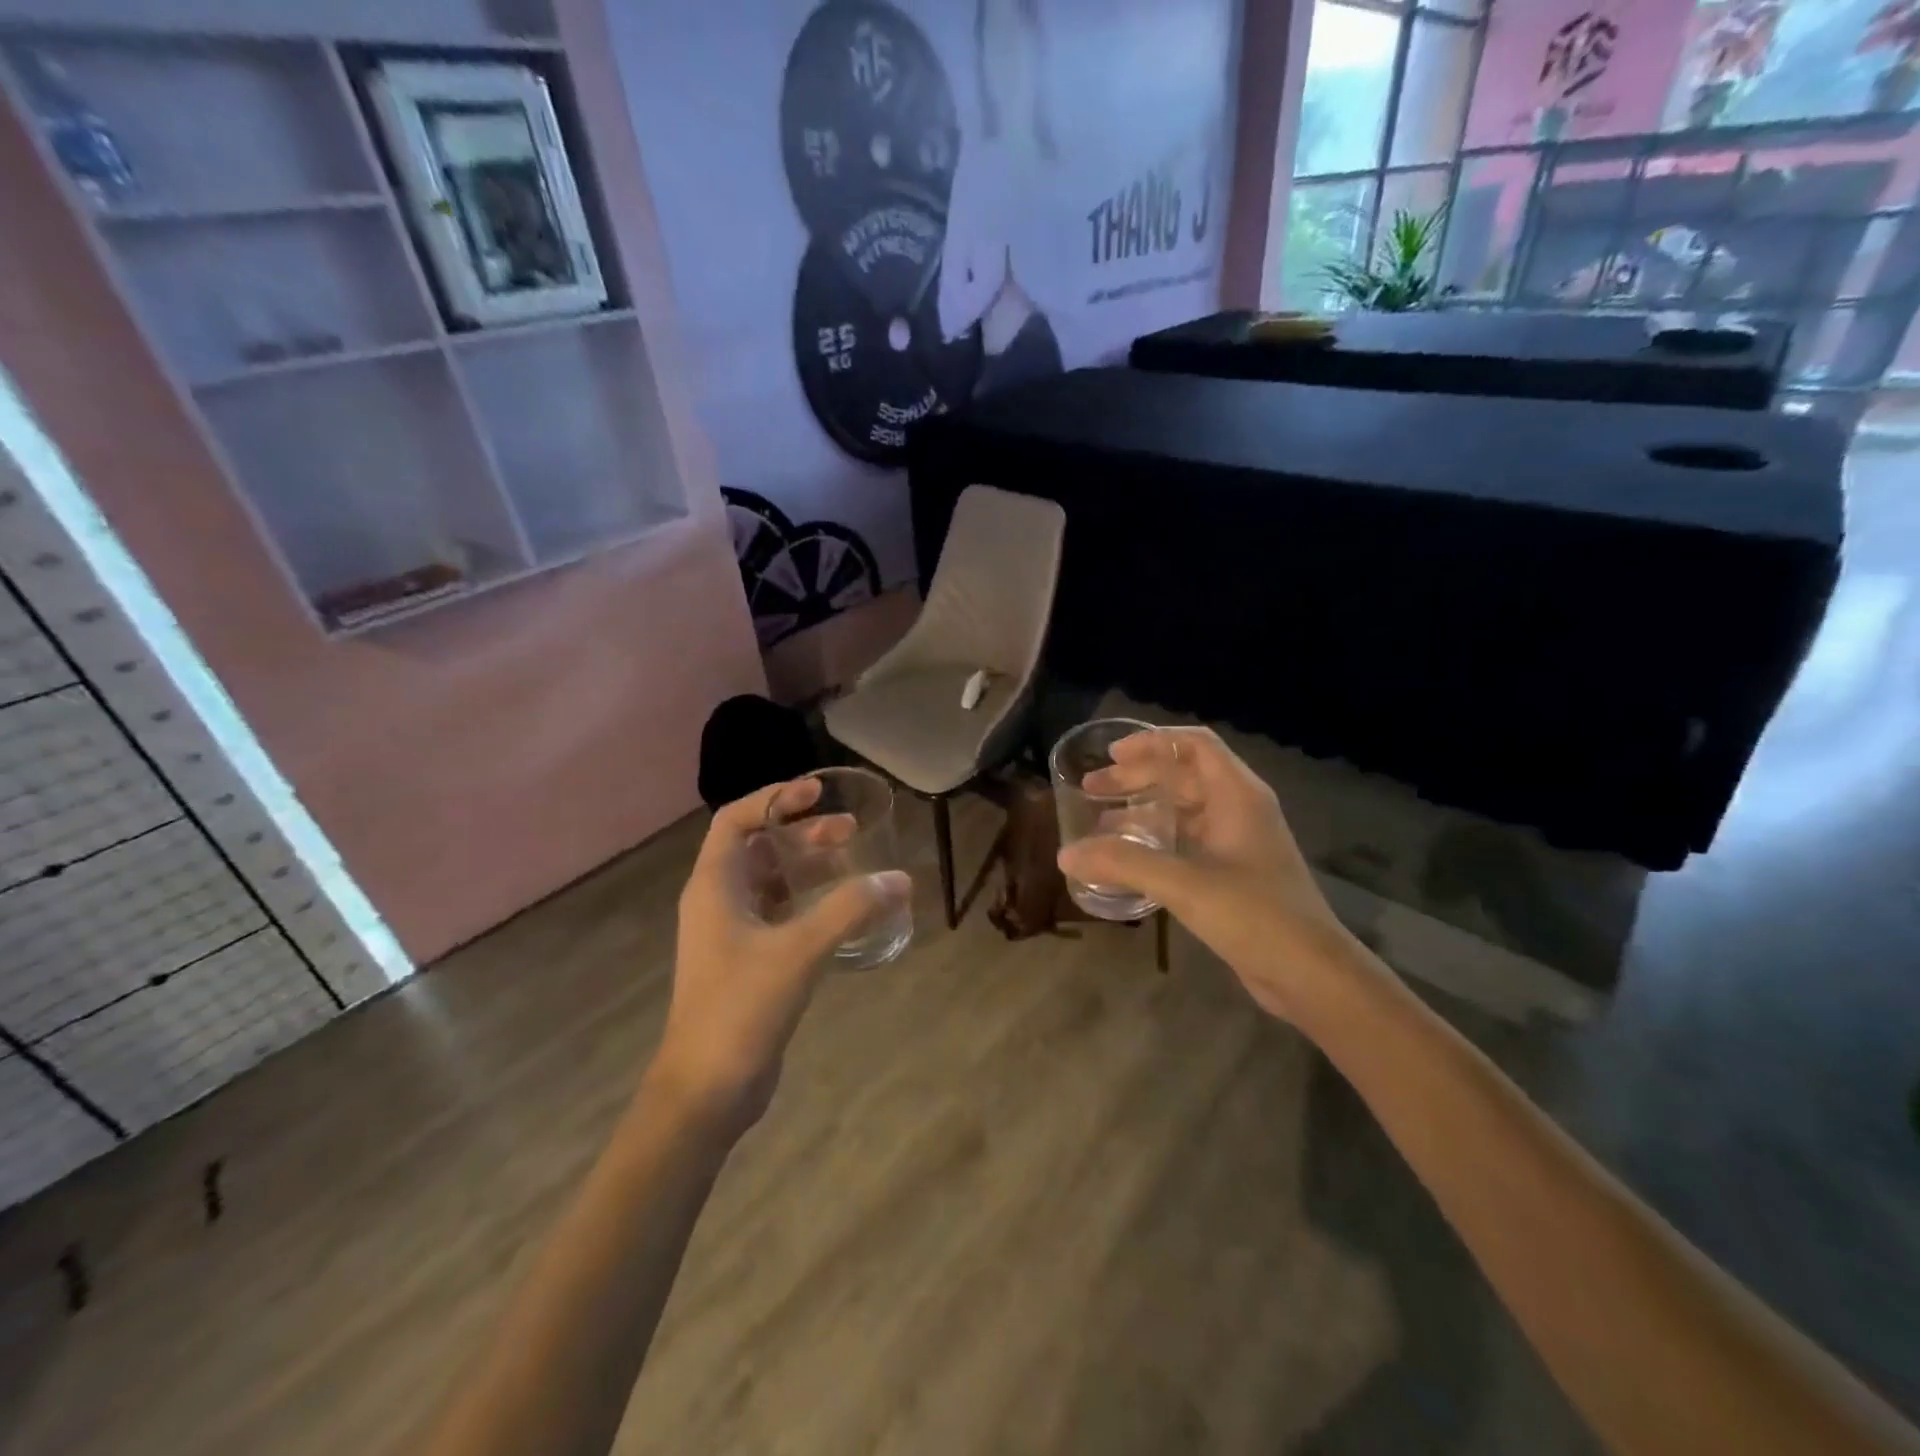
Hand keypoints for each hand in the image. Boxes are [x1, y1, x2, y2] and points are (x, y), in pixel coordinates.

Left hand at [649, 779, 910, 1133]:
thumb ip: (849, 909)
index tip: (816, 792)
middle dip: (801, 832)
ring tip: (851, 862)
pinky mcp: (747, 962)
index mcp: (714, 887)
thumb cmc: (741, 1009)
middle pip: (758, 847)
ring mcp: (731, 934)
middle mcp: (717, 902)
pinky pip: (780, 914)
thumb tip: (900, 879)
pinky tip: (843, 910)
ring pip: (771, 882)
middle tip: (849, 830)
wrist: (706, 1091)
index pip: (736, 820)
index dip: (774, 798)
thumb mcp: (799, 951)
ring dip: (807, 866)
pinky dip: (809, 902)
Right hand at [1057, 728, 1352, 1021]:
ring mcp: (1238, 843)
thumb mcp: (1185, 884)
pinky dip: (1155, 840)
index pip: (1194, 744)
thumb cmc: (1255, 916)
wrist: (1311, 974)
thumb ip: (1124, 864)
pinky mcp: (1233, 873)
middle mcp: (1239, 810)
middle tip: (1091, 788)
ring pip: (1183, 810)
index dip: (1152, 742)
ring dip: (1143, 810)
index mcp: (1238, 795)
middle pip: (1183, 775)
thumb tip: (1065, 854)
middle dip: (1137, 777)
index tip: (1111, 755)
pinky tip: (1127, 860)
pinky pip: (1187, 841)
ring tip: (1099, 822)